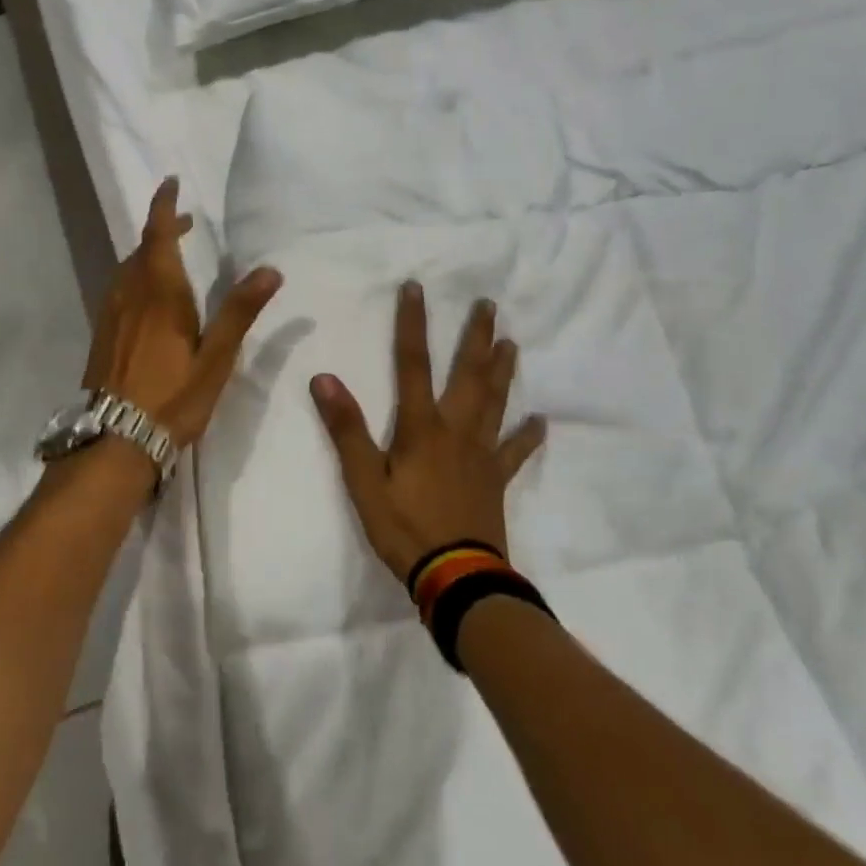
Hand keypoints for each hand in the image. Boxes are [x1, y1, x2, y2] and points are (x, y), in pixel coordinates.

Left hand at [85, 177, 282, 448]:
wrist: (116, 439)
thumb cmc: (173, 397)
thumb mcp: (216, 357)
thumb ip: (240, 311)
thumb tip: (270, 269)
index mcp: (159, 292)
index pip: (157, 234)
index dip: (164, 205)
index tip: (171, 182)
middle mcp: (130, 293)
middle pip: (143, 249)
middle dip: (162, 229)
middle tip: (186, 223)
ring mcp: (111, 314)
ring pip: (129, 269)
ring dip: (149, 253)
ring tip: (172, 255)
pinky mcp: (103, 334)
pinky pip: (121, 289)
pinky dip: (138, 276)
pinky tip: (150, 297)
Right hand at [311, 282, 546, 580]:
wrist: (457, 577)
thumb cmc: (404, 527)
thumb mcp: (363, 480)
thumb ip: (346, 429)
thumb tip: (324, 378)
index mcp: (421, 427)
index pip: (413, 364)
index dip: (412, 324)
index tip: (416, 288)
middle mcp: (456, 430)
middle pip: (467, 374)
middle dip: (475, 337)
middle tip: (488, 305)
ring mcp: (481, 454)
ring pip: (495, 402)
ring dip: (502, 370)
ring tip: (511, 343)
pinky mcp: (496, 479)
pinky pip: (515, 451)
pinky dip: (528, 435)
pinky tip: (541, 421)